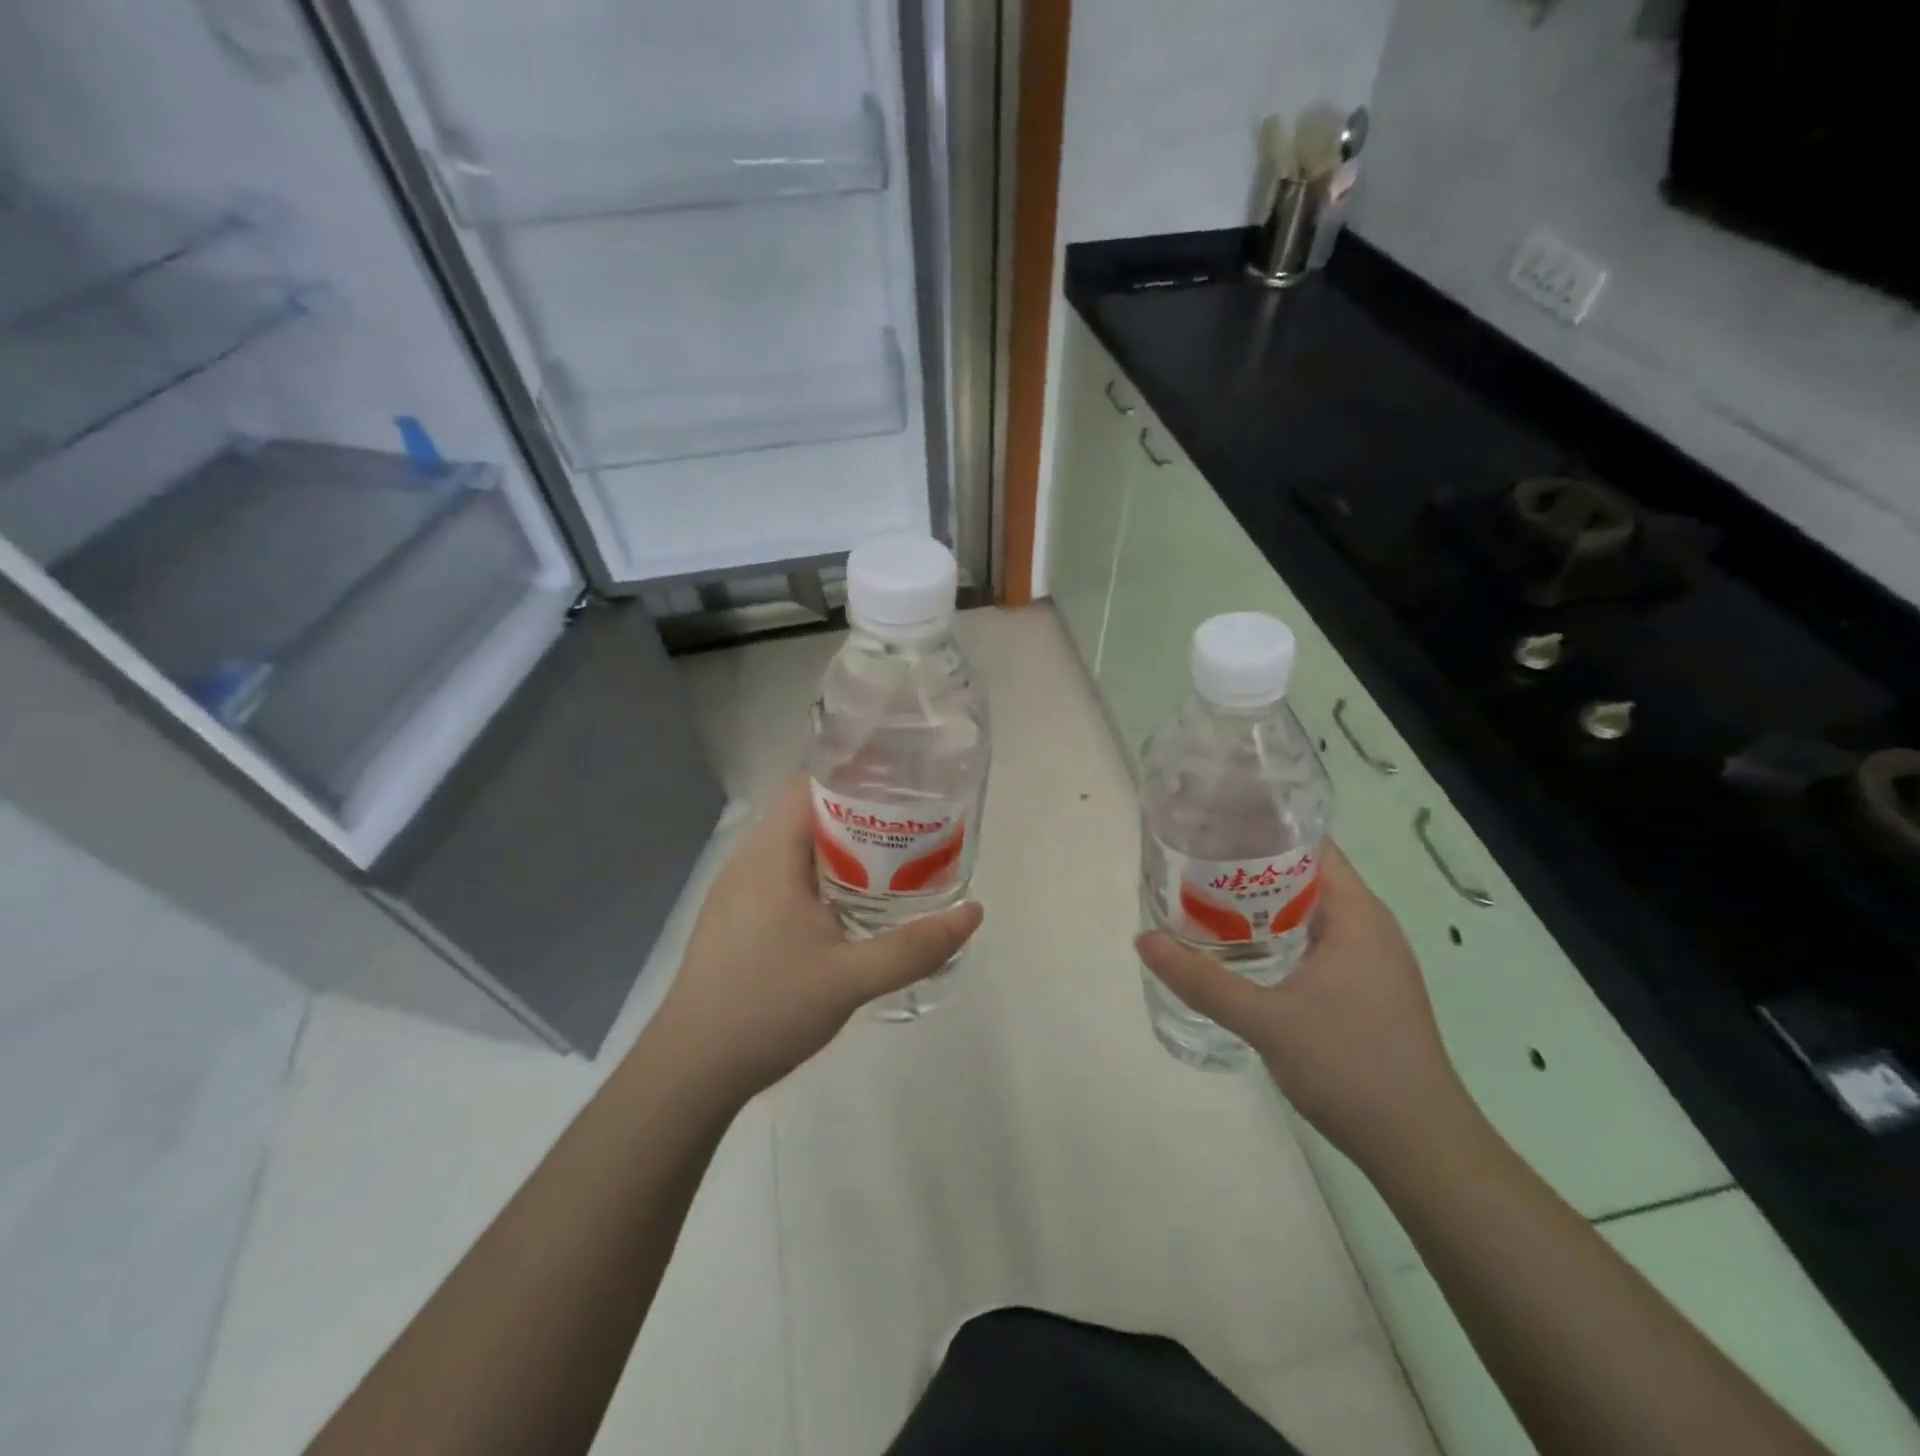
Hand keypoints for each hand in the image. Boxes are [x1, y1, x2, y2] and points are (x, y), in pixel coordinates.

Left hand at [654, 775, 983, 1101]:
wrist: (691, 1070)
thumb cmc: (767, 1010)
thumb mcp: (851, 979)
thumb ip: (915, 947)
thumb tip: (974, 913)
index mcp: (771, 857)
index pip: (811, 785)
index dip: (857, 775)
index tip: (903, 782)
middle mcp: (749, 861)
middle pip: (808, 813)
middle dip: (860, 813)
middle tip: (913, 823)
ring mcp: (738, 891)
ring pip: (796, 848)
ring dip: (841, 847)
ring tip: (892, 858)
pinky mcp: (736, 919)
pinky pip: (785, 876)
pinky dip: (821, 874)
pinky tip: (850, 903)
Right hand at [1135, 840, 1475, 1170]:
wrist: (1422, 1149)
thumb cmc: (1352, 1068)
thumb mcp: (1266, 1021)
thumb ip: (1201, 980)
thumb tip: (1144, 940)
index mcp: (1357, 915)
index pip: (1311, 844)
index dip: (1263, 826)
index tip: (1212, 822)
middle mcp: (1369, 926)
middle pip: (1305, 873)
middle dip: (1250, 864)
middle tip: (1193, 860)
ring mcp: (1371, 960)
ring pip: (1308, 910)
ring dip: (1262, 902)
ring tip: (1205, 897)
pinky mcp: (1366, 989)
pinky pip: (1315, 940)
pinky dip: (1278, 932)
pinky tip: (1241, 948)